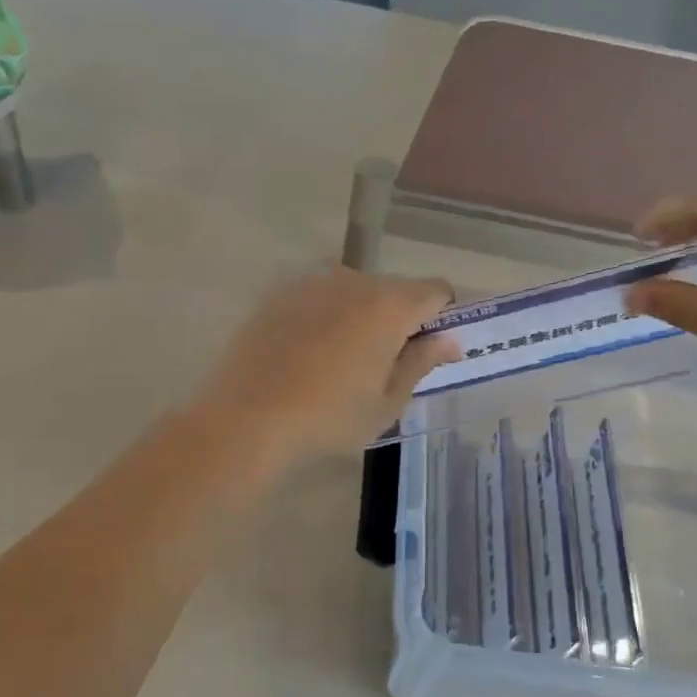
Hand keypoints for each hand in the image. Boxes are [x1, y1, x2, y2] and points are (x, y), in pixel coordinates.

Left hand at [197, 267, 458, 459]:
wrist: (247, 417)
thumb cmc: (329, 417)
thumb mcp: (387, 402)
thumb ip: (421, 362)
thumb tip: (449, 341)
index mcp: (389, 305)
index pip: (436, 291)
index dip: (442, 317)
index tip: (430, 350)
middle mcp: (354, 280)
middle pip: (394, 289)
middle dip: (400, 318)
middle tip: (384, 364)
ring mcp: (312, 282)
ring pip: (354, 291)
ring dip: (361, 315)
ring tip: (340, 360)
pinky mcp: (279, 293)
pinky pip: (319, 298)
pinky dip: (325, 316)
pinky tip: (306, 354)